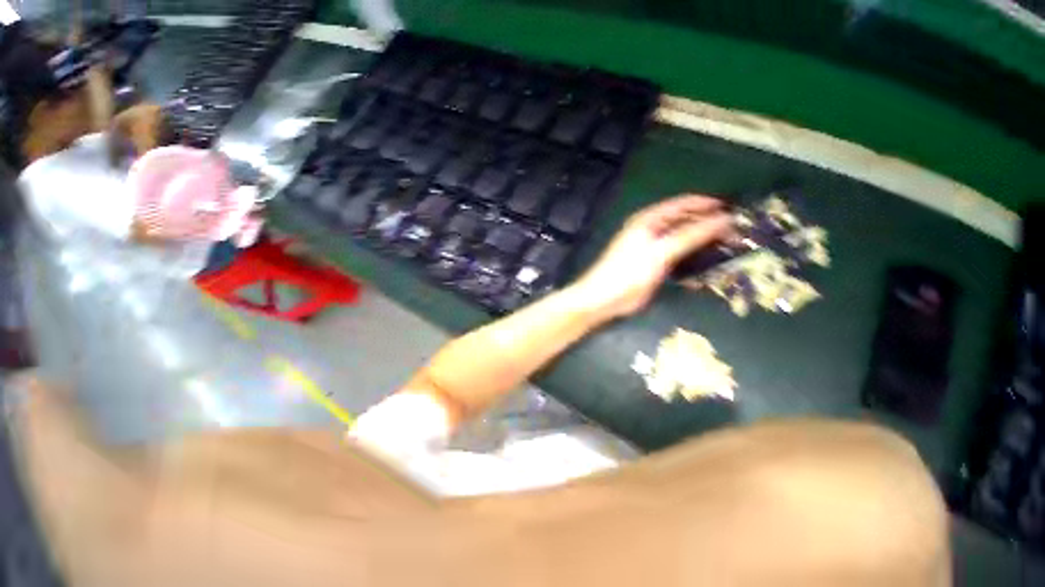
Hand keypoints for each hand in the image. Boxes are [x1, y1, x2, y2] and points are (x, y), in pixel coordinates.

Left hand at [571, 194, 732, 318]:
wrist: (604, 299)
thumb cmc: (628, 272)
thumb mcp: (660, 252)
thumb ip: (691, 235)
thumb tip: (724, 219)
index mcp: (648, 220)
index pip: (682, 204)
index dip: (707, 204)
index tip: (733, 210)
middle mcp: (651, 230)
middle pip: (684, 221)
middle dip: (708, 225)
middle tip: (735, 234)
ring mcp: (652, 248)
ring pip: (683, 240)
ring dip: (702, 244)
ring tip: (728, 249)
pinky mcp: (654, 265)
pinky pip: (678, 257)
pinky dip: (692, 260)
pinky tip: (706, 267)